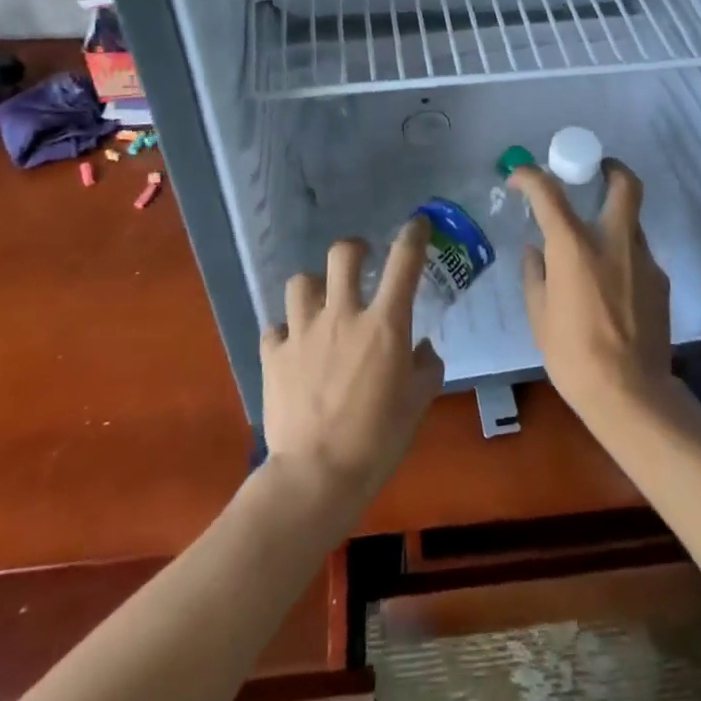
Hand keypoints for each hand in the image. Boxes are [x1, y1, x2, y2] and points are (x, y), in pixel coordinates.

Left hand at [260, 218, 444, 517]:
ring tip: (320, 303)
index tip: (417, 224)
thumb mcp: (418, 403)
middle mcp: (342, 315)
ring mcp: (303, 332)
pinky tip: (293, 347)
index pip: (404, 262)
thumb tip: (423, 348)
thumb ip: (426, 367)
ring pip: (301, 282)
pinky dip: (285, 332)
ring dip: (314, 287)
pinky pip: (275, 328)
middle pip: (342, 254)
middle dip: (354, 249)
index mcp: (384, 324)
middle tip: (360, 261)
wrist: (317, 476)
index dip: (413, 235)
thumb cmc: (379, 439)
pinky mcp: (273, 355)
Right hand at [510, 160, 673, 431]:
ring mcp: (643, 260)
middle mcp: (613, 242)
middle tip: (596, 171)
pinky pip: (638, 255)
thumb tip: (536, 252)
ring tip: (595, 248)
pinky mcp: (660, 281)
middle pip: (624, 185)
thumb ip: (536, 275)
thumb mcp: (540, 316)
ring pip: (632, 221)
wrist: (631, 394)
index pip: (549, 192)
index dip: (531, 176)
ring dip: (614, 220)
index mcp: (574, 247)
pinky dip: (622, 256)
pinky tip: (611, 288)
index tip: (520, 177)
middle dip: (611, 168)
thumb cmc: (573, 355)